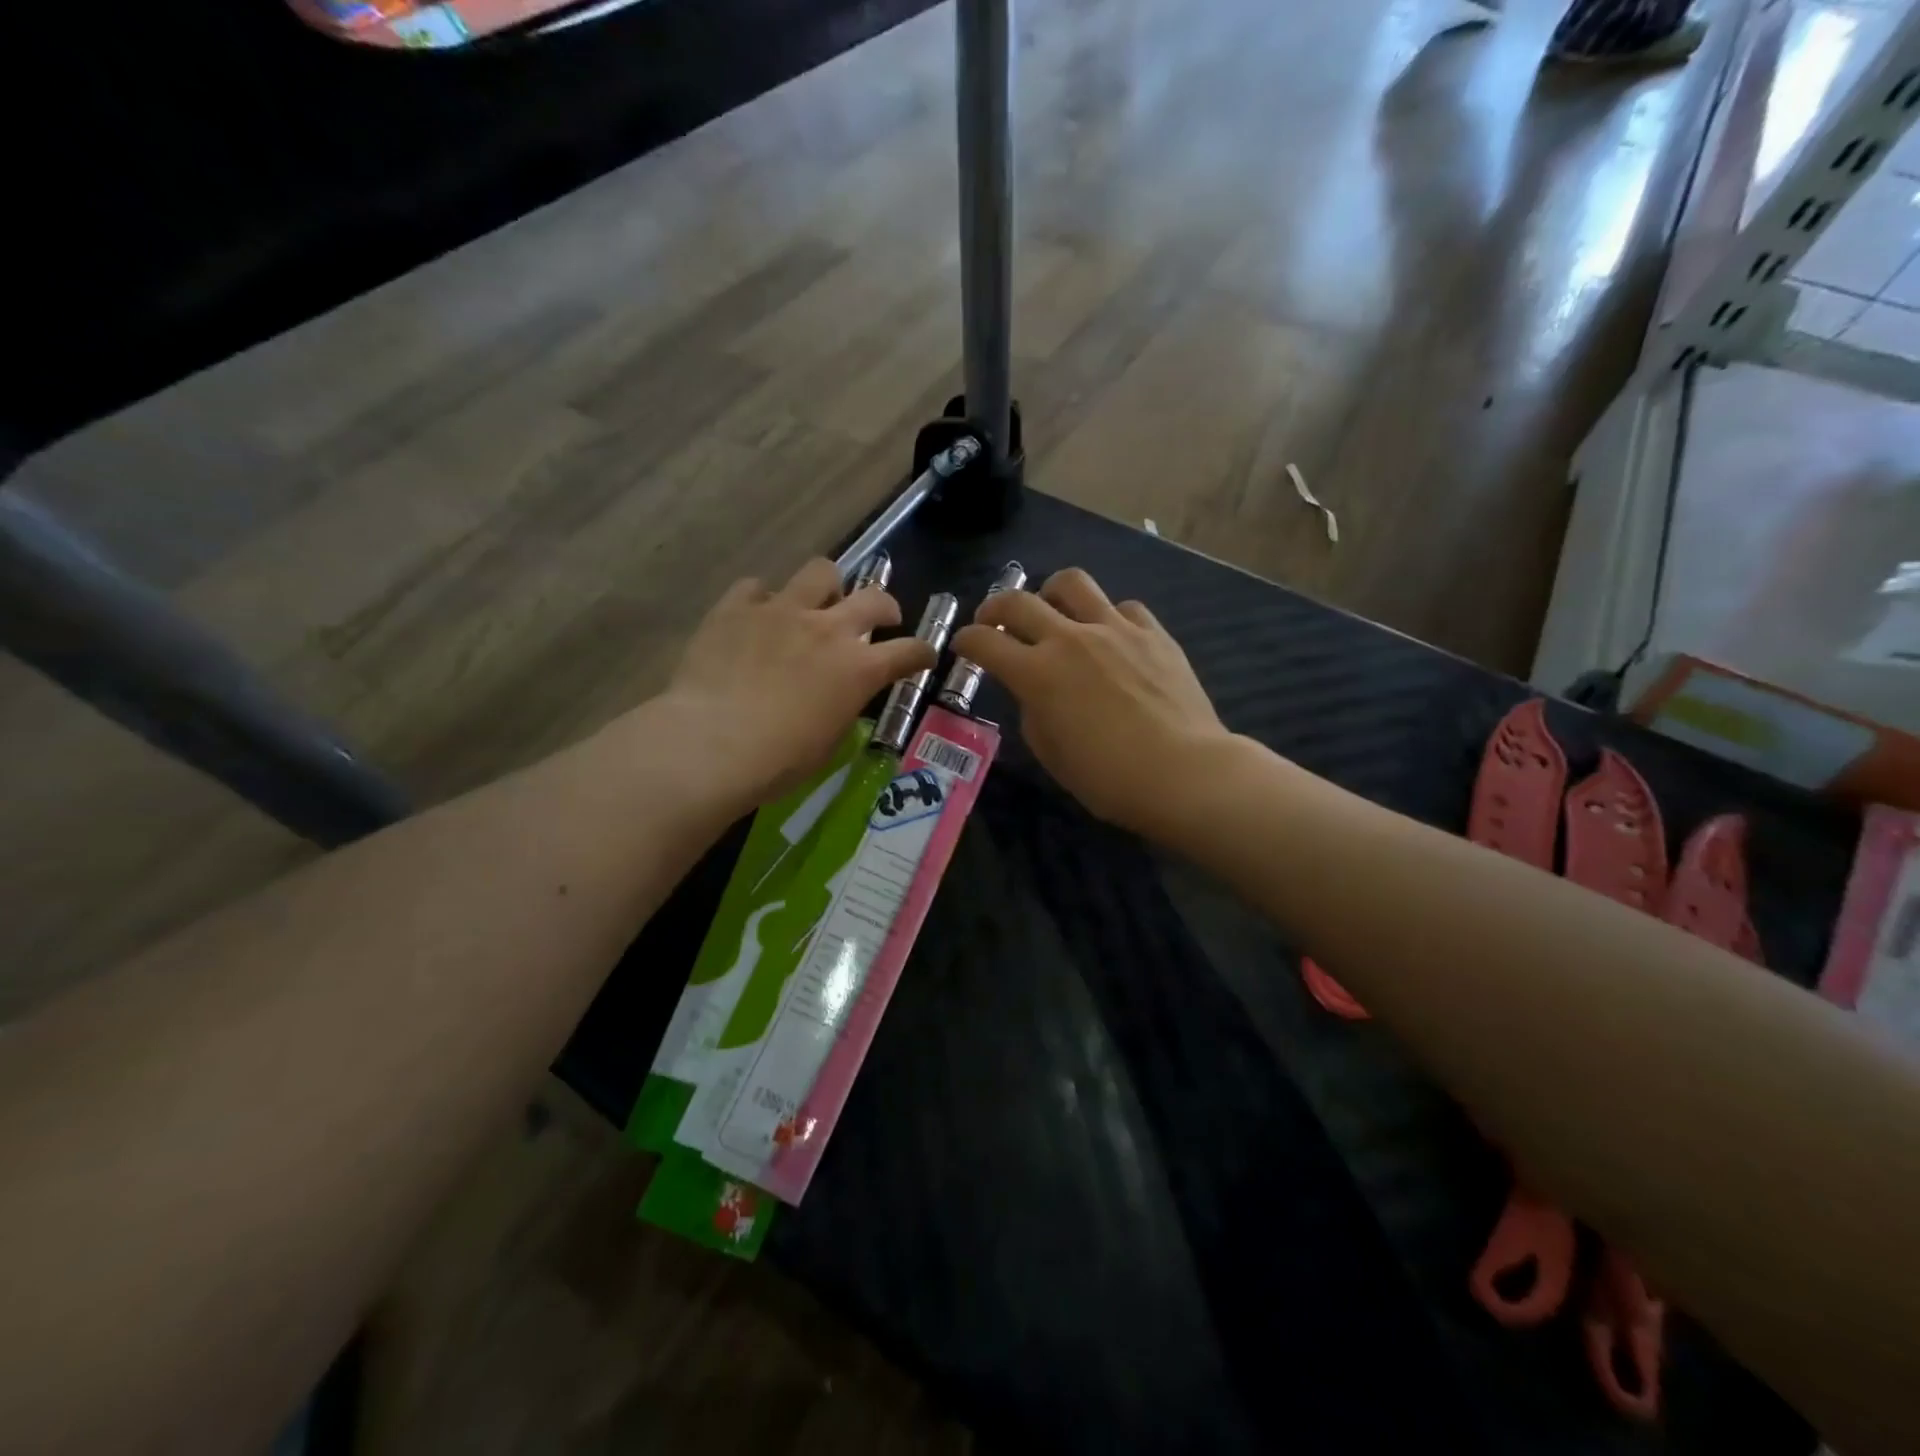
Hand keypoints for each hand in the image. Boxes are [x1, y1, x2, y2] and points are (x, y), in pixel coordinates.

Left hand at [665, 558, 935, 806]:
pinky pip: (757, 587)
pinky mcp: (738, 607)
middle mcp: (829, 629)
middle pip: (875, 598)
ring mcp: (782, 611)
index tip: (923, 656)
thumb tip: (840, 695)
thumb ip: (843, 706)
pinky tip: (756, 617)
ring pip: (820, 571)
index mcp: (859, 669)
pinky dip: (763, 600)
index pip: (909, 651)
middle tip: (880, 618)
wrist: (712, 743)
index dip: (922, 653)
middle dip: (885, 607)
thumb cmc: (779, 760)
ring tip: (818, 603)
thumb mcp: (829, 741)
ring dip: (828, 587)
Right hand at [950, 567, 1232, 836]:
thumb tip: (1034, 691)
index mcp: (1037, 674)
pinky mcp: (1153, 632)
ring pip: (1072, 582)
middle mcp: (1069, 639)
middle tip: (994, 620)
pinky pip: (1123, 607)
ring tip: (1052, 607)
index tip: (964, 645)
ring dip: (1050, 592)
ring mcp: (1115, 629)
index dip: (966, 640)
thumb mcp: (1051, 753)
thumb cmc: (1108, 778)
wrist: (1183, 772)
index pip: (984, 641)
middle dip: (995, 606)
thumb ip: (1032, 711)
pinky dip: (1108, 615)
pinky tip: (1111, 635)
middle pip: (1018, 601)